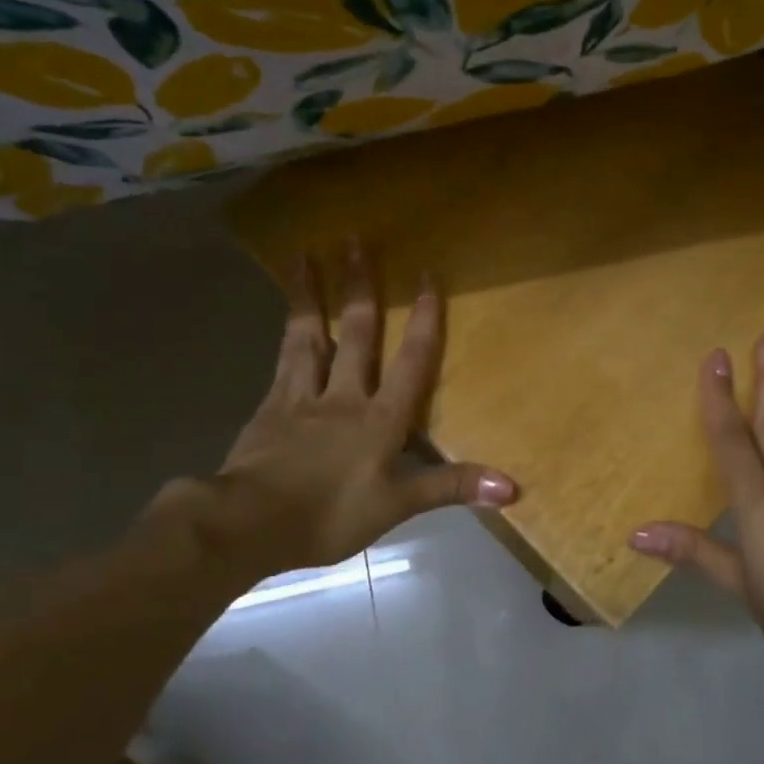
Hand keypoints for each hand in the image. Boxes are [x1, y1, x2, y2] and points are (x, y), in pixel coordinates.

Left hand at [151, 244, 515, 584]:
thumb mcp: (398, 505)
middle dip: (360, 287)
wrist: (250, 523)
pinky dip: (287, 334)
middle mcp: (343, 396)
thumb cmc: (330, 514)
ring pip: (309, 336)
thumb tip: (513, 488)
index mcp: (379, 418)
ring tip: (304, 255)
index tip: (426, 275)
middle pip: (357, 334)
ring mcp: (301, 397)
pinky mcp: (269, 408)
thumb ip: (452, 488)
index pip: (411, 361)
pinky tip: (287, 320)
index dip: (423, 319)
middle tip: (355, 240)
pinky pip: (282, 360)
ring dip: (310, 295)